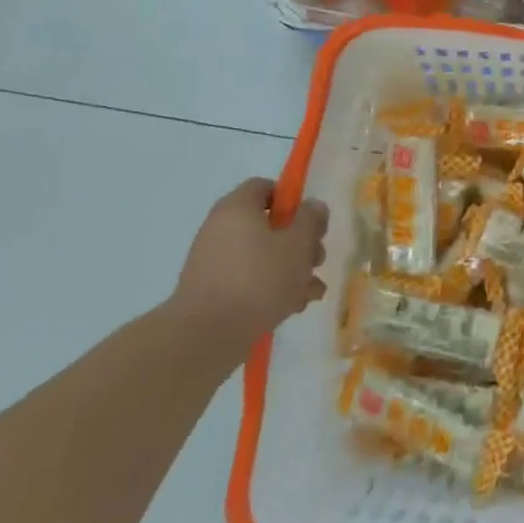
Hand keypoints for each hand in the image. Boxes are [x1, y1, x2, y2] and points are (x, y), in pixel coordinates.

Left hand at [172, 179, 327, 343]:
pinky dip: (272, 288)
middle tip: (316, 260)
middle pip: (268, 224)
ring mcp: (215, 261)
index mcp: (238, 208)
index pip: (265, 187)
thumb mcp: (298, 244)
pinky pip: (250, 279)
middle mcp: (221, 229)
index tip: (311, 222)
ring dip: (292, 269)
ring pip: (263, 255)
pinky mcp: (213, 290)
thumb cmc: (259, 278)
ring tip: (312, 291)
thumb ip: (311, 220)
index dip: (292, 200)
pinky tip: (294, 306)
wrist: (206, 335)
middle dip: (299, 242)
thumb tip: (313, 206)